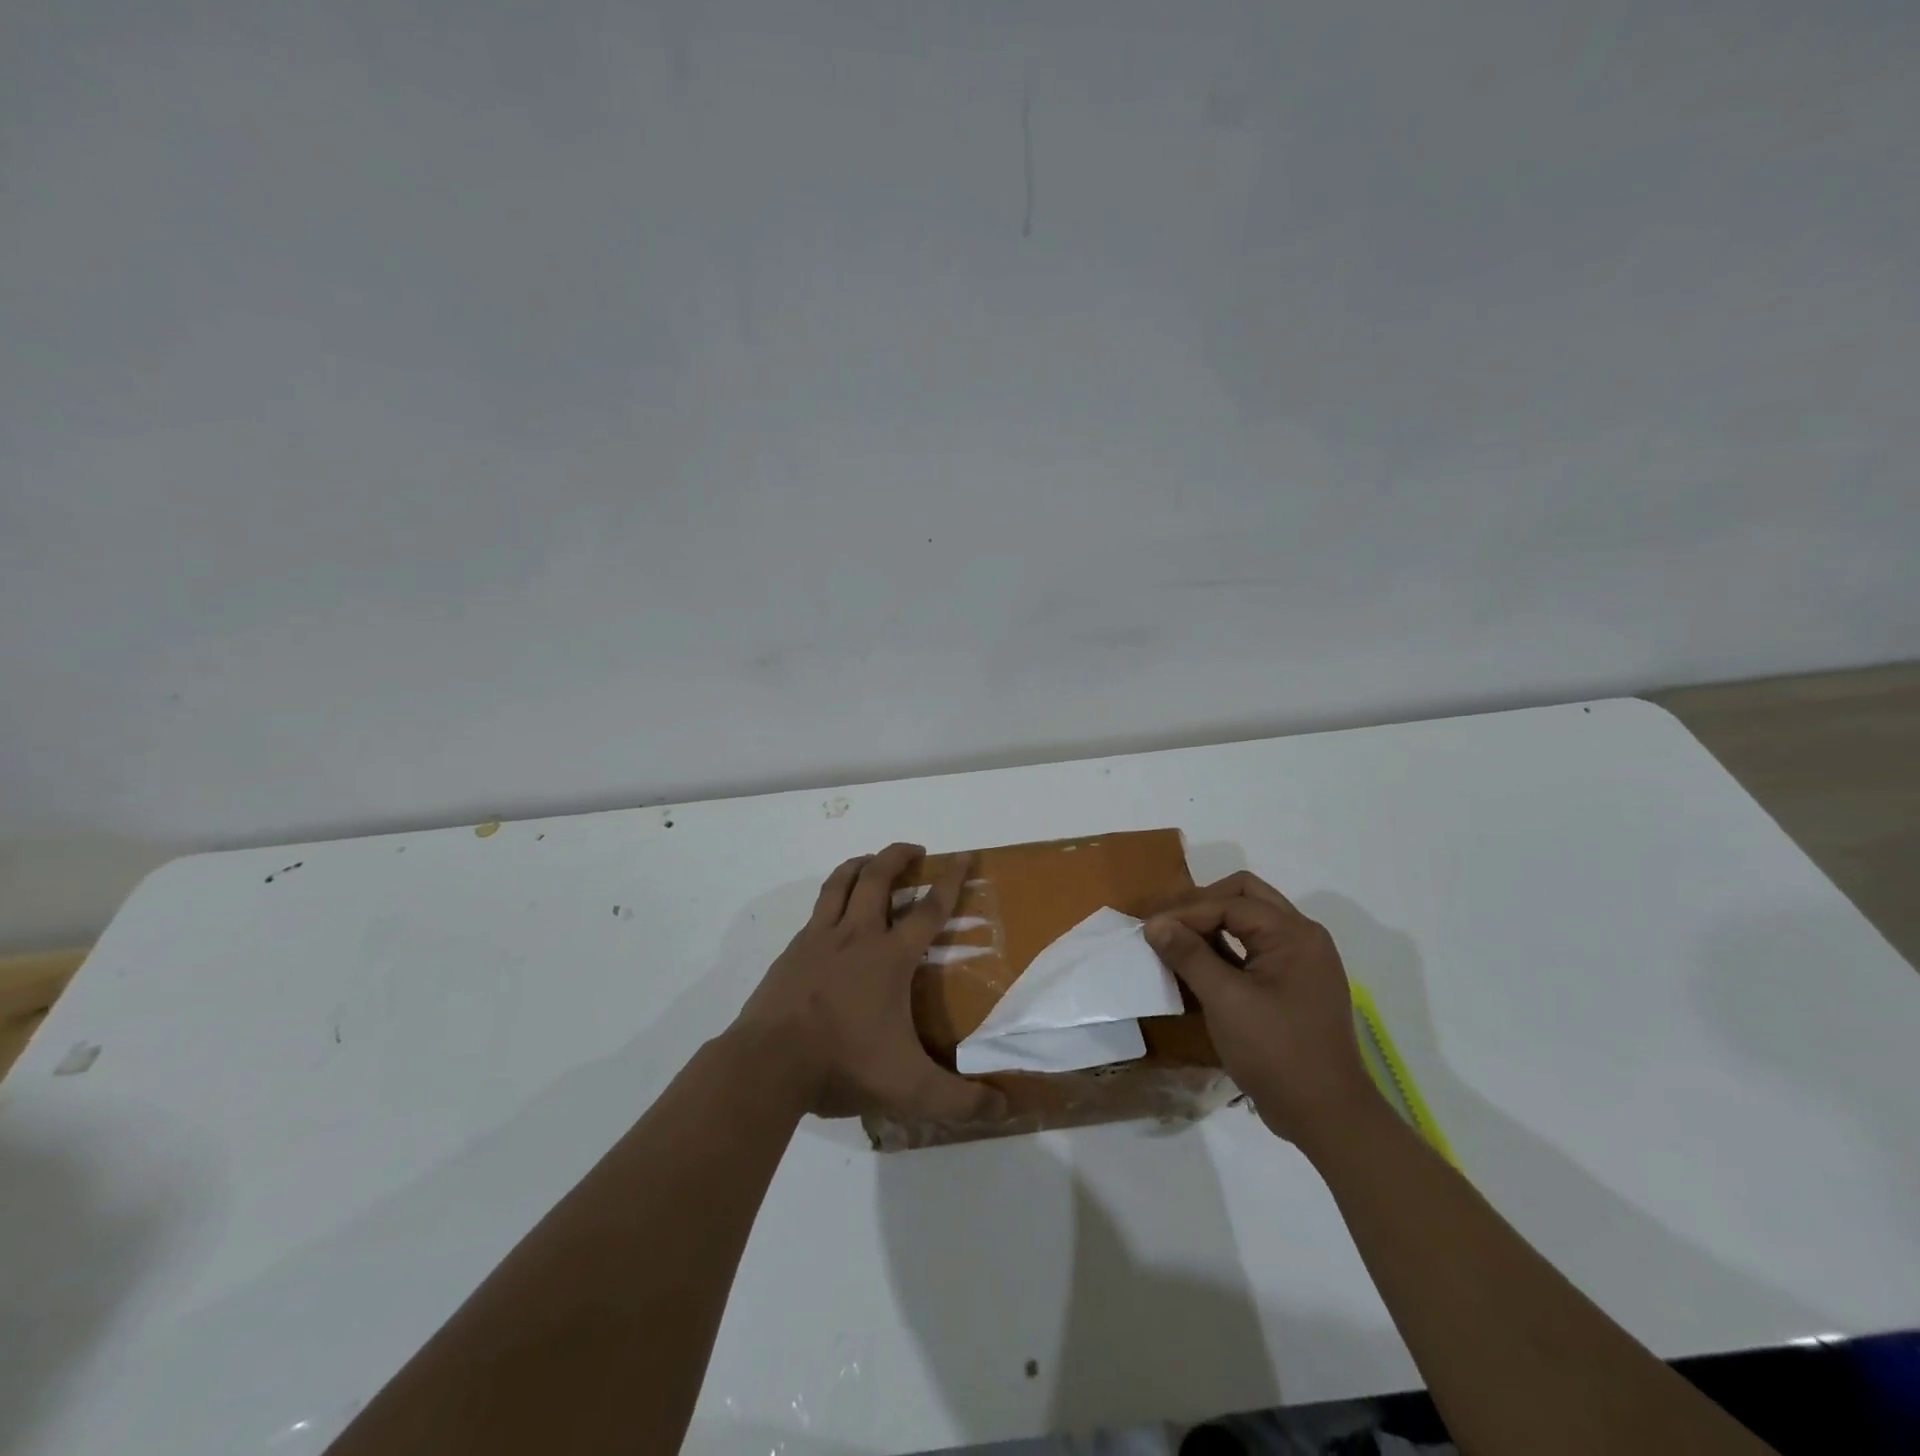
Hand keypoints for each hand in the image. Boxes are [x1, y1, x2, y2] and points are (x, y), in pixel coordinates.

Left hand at [730, 843, 1005, 1124]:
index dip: (950, 881)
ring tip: (871, 861)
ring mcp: (817, 940)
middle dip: (898, 856)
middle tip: (915, 850)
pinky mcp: (790, 953)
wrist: (767, 1065)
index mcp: (889, 958)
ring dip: (859, 864)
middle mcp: (855, 936)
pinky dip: (830, 899)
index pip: (929, 909)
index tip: (963, 856)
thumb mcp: (910, 1090)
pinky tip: (832, 917)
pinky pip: (816, 911)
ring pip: (840, 884)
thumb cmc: (843, 1064)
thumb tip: (1005, 1110)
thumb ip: (959, 1101)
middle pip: (878, 878)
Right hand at [1146, 872, 1383, 1149]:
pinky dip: (1226, 947)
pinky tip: (1199, 964)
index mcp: (1293, 934)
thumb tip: (1154, 924)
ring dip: (1213, 924)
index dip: (1186, 912)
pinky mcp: (1294, 983)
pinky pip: (1255, 947)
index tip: (1149, 928)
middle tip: (1167, 925)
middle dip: (1202, 905)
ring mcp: (1301, 960)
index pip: (1231, 903)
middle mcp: (1302, 937)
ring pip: (1250, 920)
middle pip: (1245, 897)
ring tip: (1177, 941)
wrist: (1326, 1116)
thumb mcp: (1226, 1001)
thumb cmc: (1276, 1053)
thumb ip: (1189, 956)